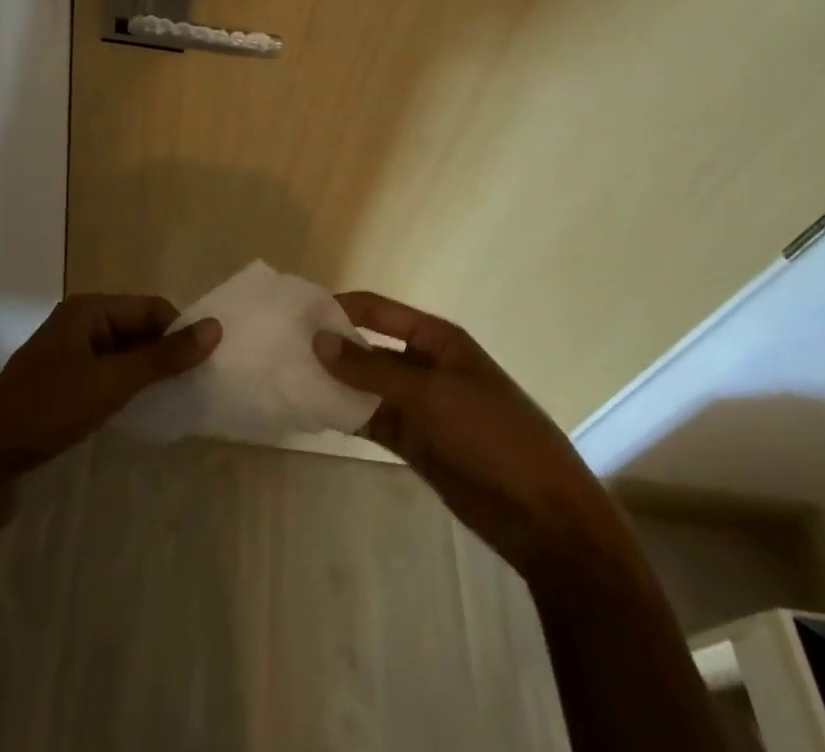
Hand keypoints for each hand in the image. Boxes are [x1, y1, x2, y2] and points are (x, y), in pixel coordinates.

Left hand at [0, 295, 220, 505]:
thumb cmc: (47, 412)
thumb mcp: (111, 383)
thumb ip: (163, 358)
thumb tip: (215, 328)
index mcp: (88, 310)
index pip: (150, 308)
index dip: (179, 332)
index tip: (208, 366)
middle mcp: (78, 325)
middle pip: (137, 329)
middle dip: (165, 355)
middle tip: (197, 388)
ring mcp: (67, 357)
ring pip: (123, 356)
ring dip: (147, 375)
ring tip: (176, 402)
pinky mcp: (61, 387)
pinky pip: (107, 377)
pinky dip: (127, 390)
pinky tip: (141, 414)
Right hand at [313, 292, 615, 570]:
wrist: (543, 516)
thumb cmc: (492, 434)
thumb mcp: (430, 394)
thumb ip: (371, 370)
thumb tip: (317, 339)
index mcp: (436, 339)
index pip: (378, 311)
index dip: (340, 308)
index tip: (297, 314)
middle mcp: (424, 365)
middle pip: (369, 347)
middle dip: (331, 347)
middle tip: (281, 349)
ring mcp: (419, 405)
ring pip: (366, 386)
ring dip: (334, 383)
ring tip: (287, 379)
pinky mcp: (414, 441)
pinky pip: (372, 419)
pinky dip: (346, 416)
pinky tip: (312, 413)